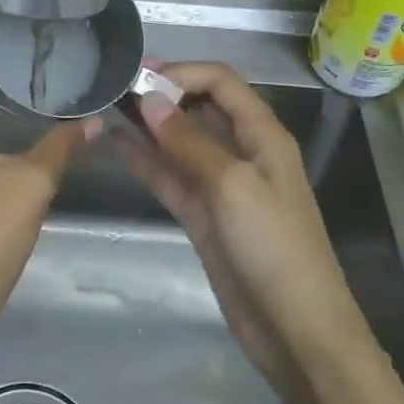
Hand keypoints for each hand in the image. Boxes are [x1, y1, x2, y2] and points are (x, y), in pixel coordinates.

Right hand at [119, 61, 365, 385]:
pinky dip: (146, 161)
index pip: (221, 83)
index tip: (140, 77)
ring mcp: (220, 185)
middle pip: (200, 108)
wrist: (296, 330)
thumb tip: (149, 98)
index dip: (183, 73)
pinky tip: (115, 146)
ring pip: (180, 143)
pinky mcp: (203, 216)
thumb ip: (188, 141)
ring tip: (107, 108)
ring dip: (148, 126)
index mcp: (262, 135)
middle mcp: (242, 152)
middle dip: (162, 94)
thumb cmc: (274, 247)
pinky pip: (171, 177)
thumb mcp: (233, 186)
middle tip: (116, 86)